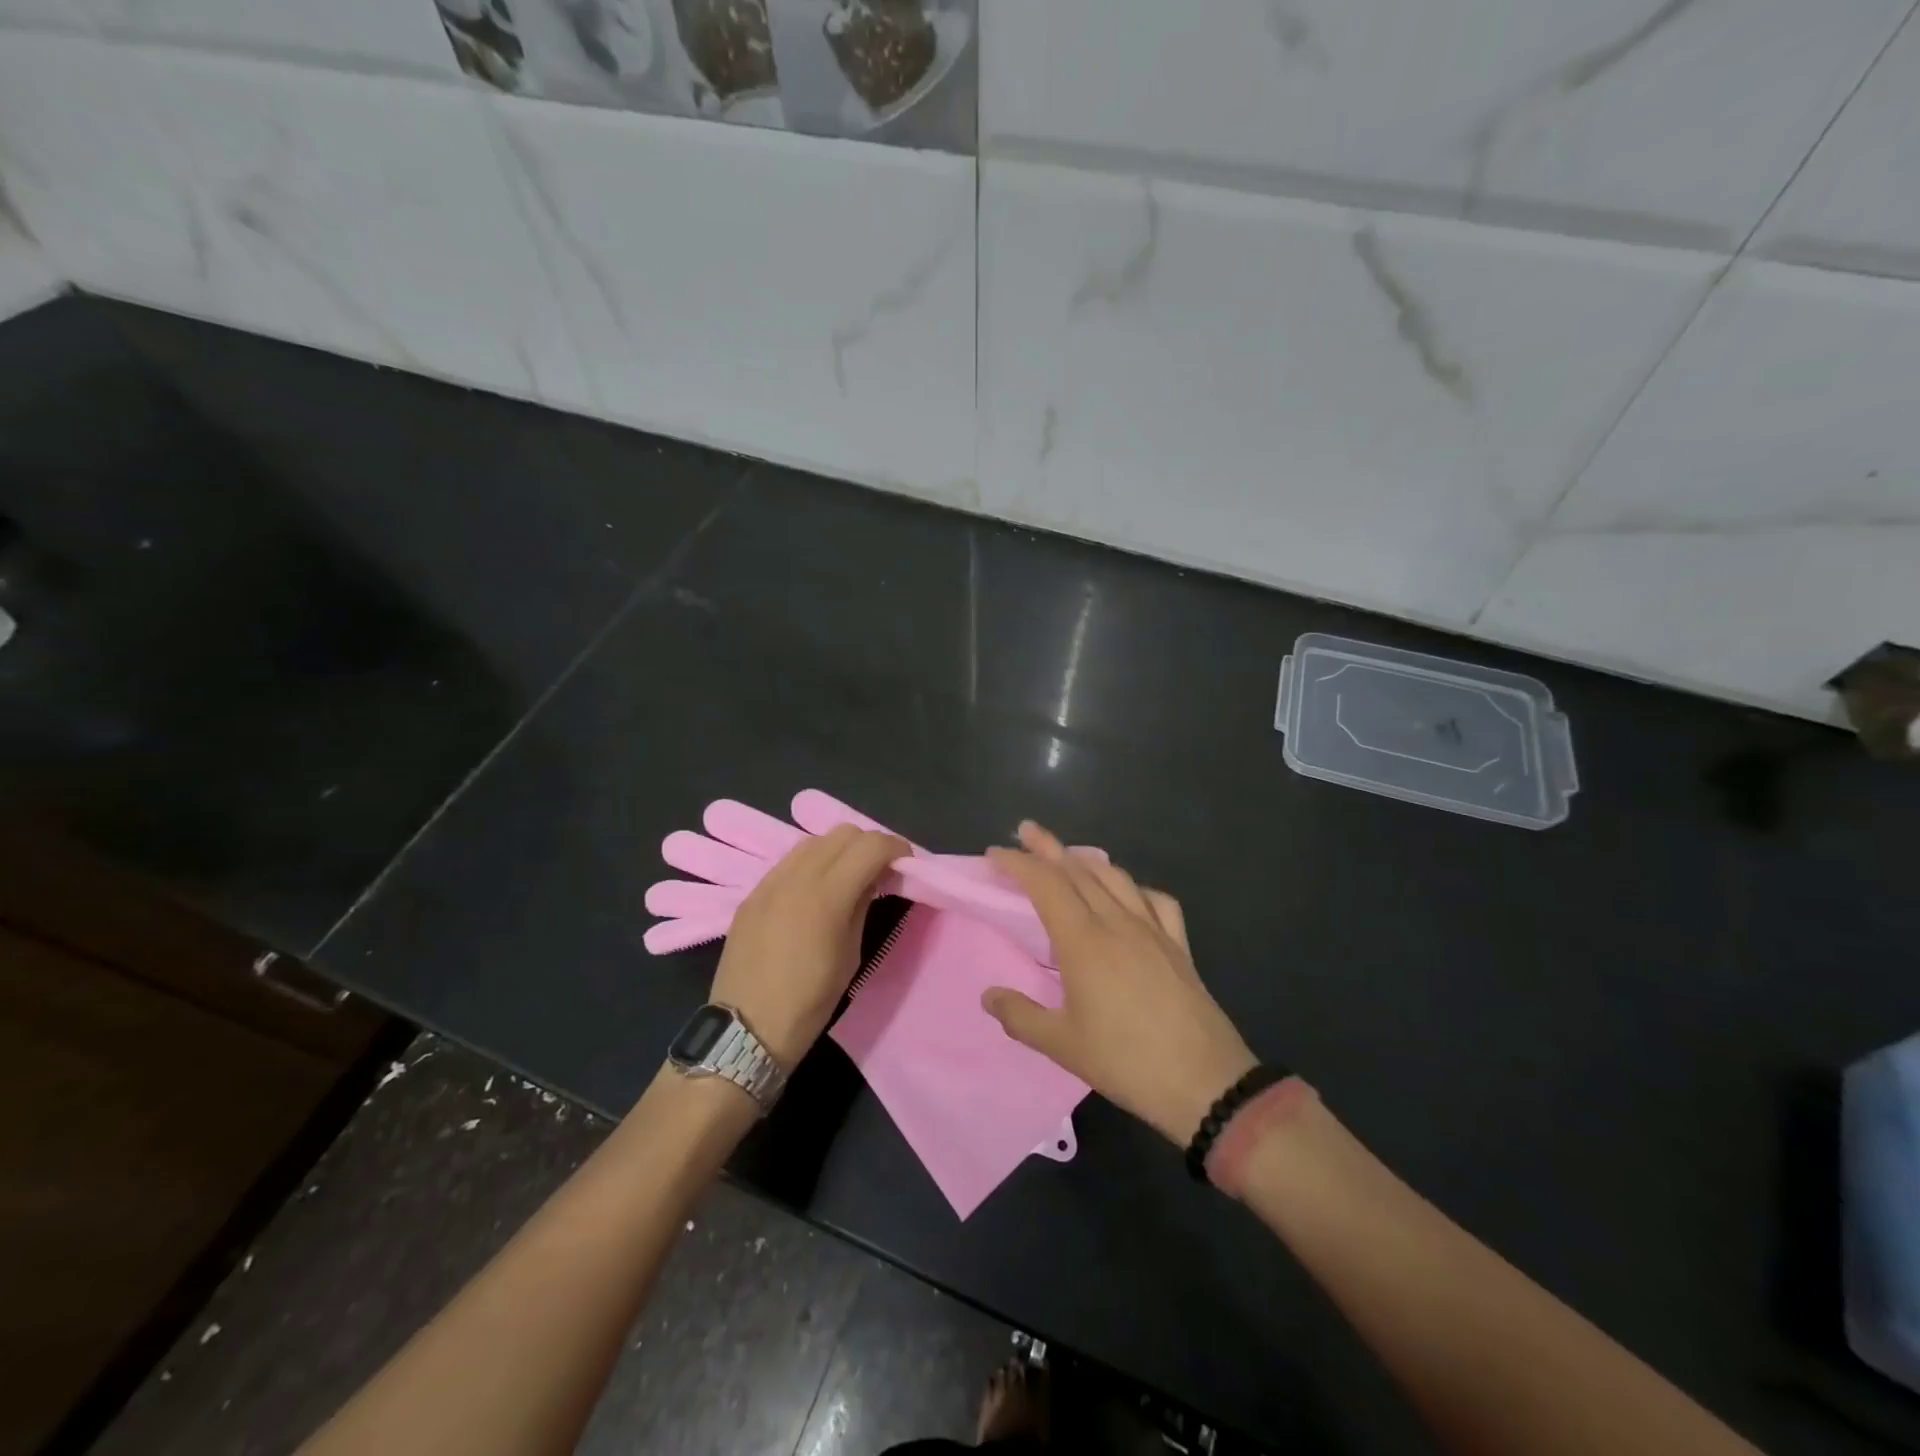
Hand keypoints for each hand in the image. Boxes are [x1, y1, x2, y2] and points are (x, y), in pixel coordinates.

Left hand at [709, 824, 907, 1068]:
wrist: (746, 1029)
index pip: (870, 846)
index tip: (906, 864)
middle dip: (870, 845)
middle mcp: (796, 877)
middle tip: (881, 870)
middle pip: (843, 833)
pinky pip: (789, 861)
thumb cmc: (810, 1002)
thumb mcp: (850, 955)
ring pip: (814, 840)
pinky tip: (817, 889)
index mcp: (826, 895)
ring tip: (849, 876)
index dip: (896, 848)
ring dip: (840, 849)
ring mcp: (769, 882)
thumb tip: (873, 880)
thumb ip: (862, 906)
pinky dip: (813, 863)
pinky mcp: (752, 893)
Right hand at [982, 822, 1255, 1145]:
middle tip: (1025, 830)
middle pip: (1078, 870)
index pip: (1046, 885)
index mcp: (1084, 941)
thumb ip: (1020, 1016)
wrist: (1204, 1082)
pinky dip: (1135, 887)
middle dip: (1048, 847)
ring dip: (1087, 860)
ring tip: (1069, 856)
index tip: (995, 853)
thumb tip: (988, 995)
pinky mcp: (1179, 945)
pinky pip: (1156, 900)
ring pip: (1116, 878)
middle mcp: (1117, 923)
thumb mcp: (1062, 1045)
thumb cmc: (1126, 1062)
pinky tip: (1129, 894)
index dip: (1019, 864)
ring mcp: (1153, 930)